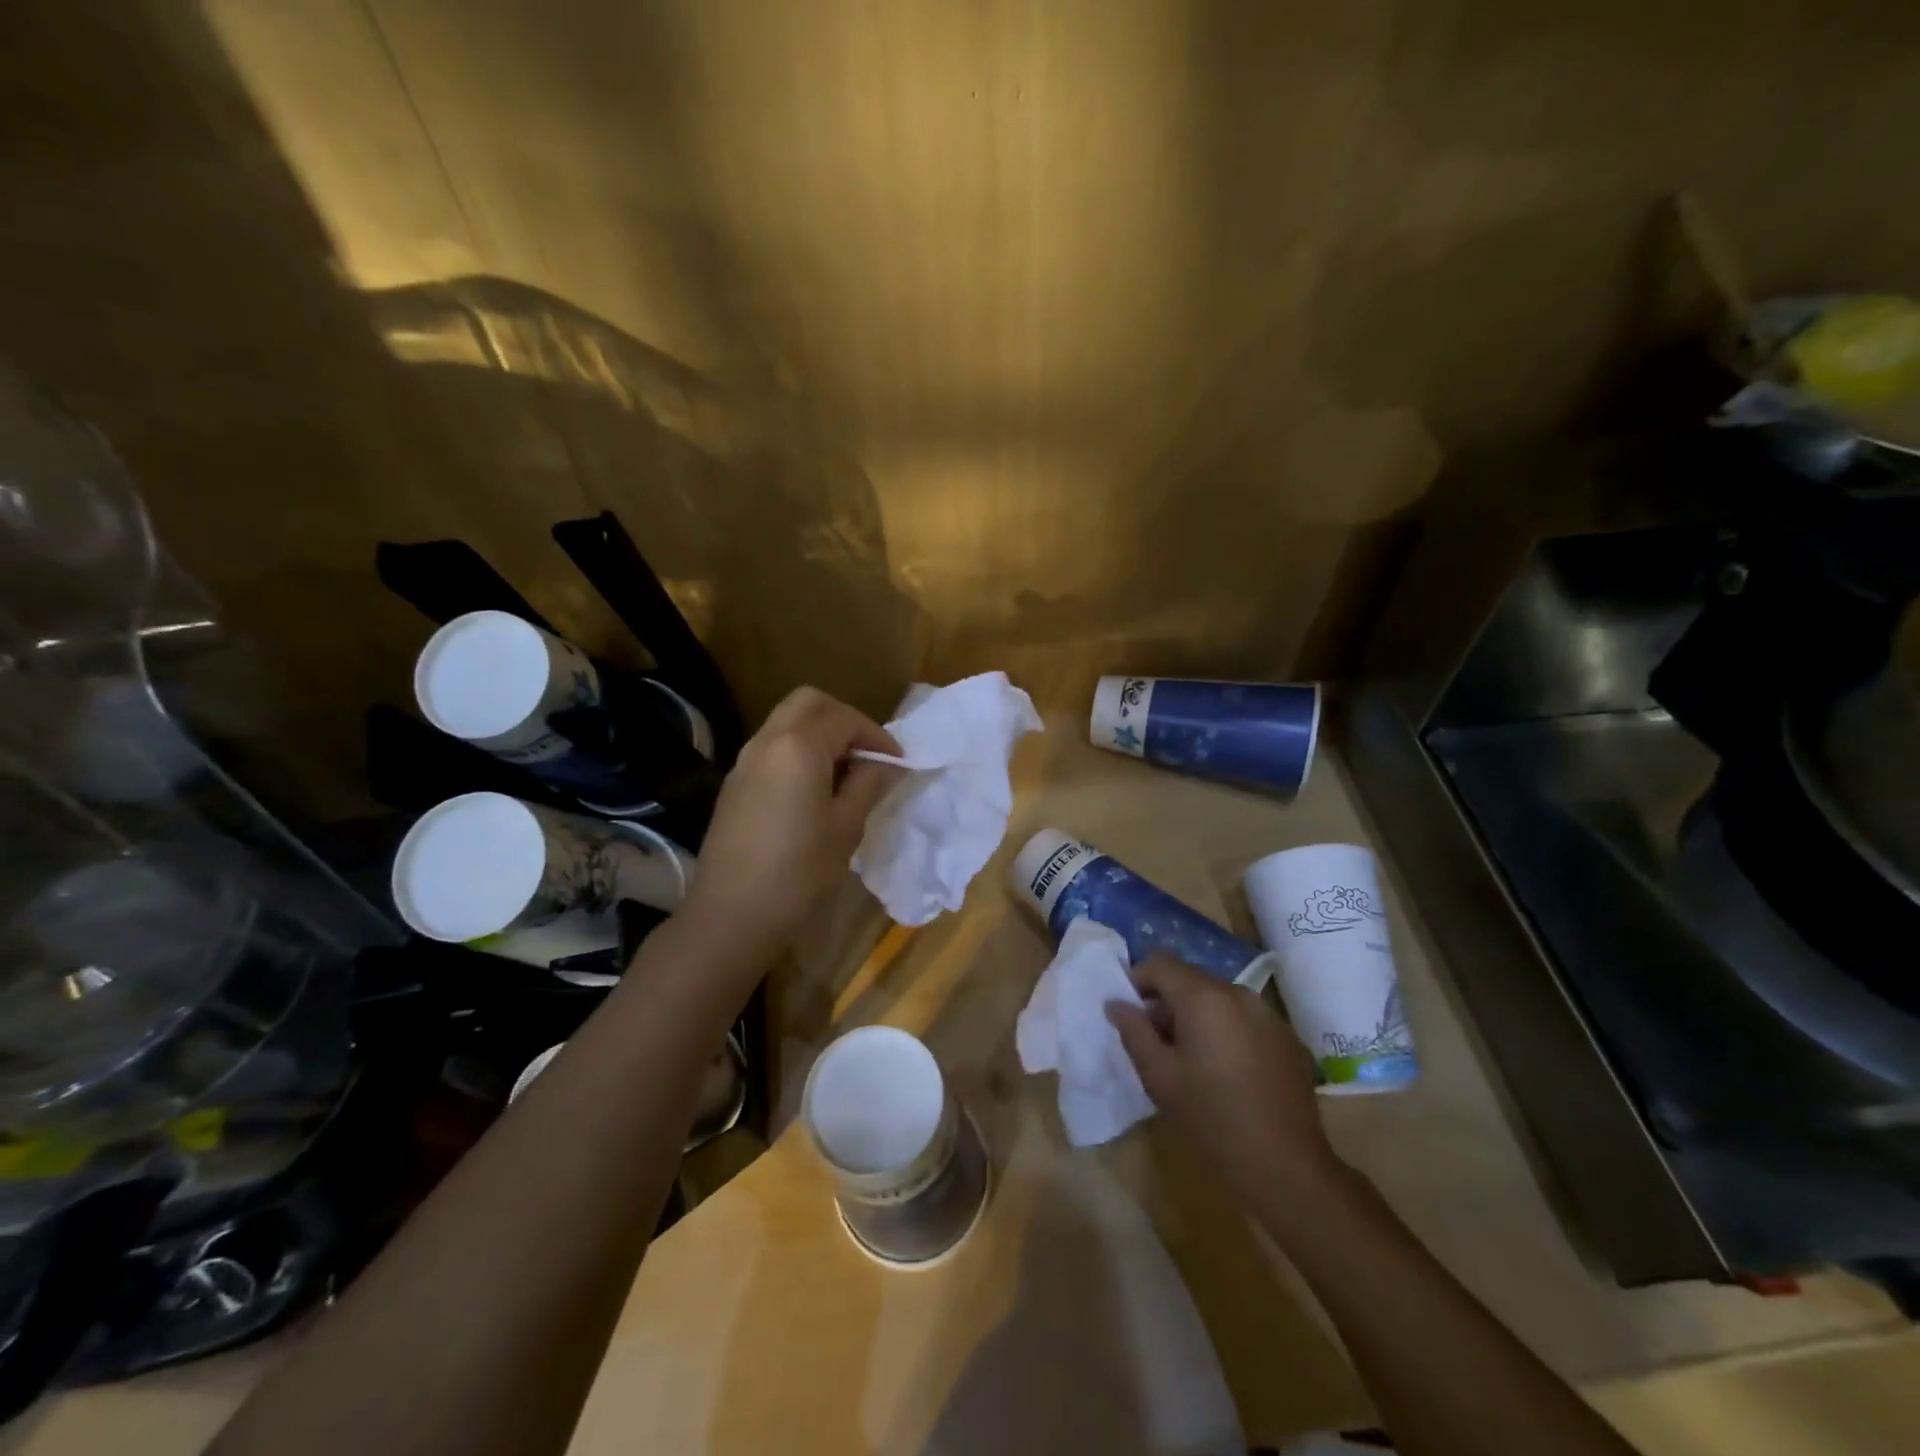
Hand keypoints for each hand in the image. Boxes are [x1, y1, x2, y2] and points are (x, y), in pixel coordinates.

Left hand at [679, 687, 902, 964]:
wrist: (730, 916)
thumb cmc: (798, 873)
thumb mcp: (846, 828)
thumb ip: (868, 785)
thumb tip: (887, 764)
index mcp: (799, 747)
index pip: (844, 718)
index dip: (876, 736)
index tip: (897, 763)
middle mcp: (767, 741)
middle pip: (809, 703)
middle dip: (843, 720)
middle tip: (867, 754)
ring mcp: (745, 761)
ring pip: (786, 722)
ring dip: (819, 734)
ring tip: (845, 774)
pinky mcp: (734, 784)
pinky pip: (772, 747)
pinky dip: (798, 751)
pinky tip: (814, 790)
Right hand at [1107, 955, 1343, 1206]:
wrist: (1286, 1168)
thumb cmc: (1212, 1120)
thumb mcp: (1160, 1077)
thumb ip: (1134, 1031)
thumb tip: (1116, 1003)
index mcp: (1204, 998)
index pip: (1160, 963)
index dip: (1138, 980)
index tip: (1130, 1012)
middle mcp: (1238, 994)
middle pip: (1191, 978)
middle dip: (1167, 1000)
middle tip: (1156, 1041)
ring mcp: (1268, 1014)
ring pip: (1219, 997)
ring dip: (1198, 1015)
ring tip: (1192, 1058)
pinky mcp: (1288, 1037)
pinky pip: (1244, 1017)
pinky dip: (1226, 1029)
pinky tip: (1227, 1070)